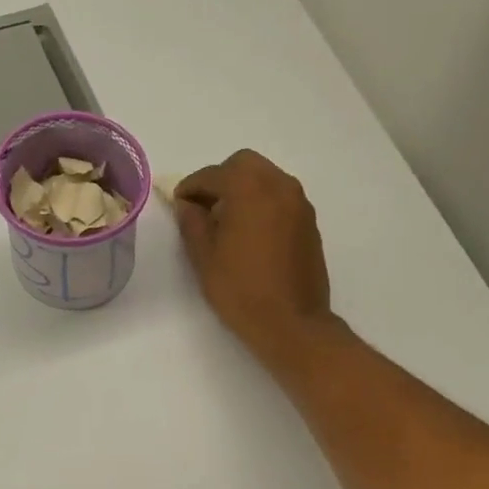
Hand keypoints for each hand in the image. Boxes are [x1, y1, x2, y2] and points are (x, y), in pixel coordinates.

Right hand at [173, 150, 335, 369]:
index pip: (213, 175)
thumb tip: (188, 205)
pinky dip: (263, 203)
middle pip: (244, 165)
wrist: (292, 323)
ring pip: (266, 178)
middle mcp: (279, 185)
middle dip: (220, 180)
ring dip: (244, 189)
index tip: (179, 204)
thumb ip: (192, 223)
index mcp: (249, 189)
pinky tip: (250, 233)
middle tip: (204, 208)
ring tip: (226, 221)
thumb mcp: (205, 258)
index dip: (191, 187)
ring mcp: (299, 203)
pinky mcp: (310, 222)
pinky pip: (281, 198)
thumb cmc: (241, 291)